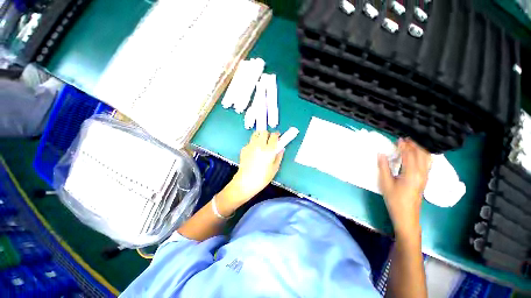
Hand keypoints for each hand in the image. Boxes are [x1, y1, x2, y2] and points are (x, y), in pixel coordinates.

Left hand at [223, 131, 283, 205]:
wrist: (245, 182)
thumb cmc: (262, 178)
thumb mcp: (275, 168)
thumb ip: (279, 157)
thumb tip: (281, 149)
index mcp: (269, 150)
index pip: (274, 136)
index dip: (277, 135)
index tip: (278, 136)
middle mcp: (259, 145)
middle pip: (264, 132)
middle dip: (268, 134)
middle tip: (269, 140)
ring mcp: (250, 146)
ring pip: (255, 134)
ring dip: (260, 136)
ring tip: (261, 144)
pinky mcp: (244, 149)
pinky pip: (250, 142)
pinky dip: (253, 144)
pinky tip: (253, 152)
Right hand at [378, 139, 430, 237]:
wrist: (406, 215)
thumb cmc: (394, 199)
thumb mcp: (385, 183)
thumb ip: (383, 167)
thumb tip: (381, 154)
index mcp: (411, 173)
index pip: (409, 155)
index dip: (404, 146)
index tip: (398, 139)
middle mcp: (422, 173)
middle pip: (421, 154)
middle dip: (413, 145)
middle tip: (404, 139)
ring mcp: (425, 176)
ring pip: (426, 158)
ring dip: (419, 150)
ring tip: (411, 144)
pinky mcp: (425, 179)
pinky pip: (427, 163)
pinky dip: (423, 156)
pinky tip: (418, 155)